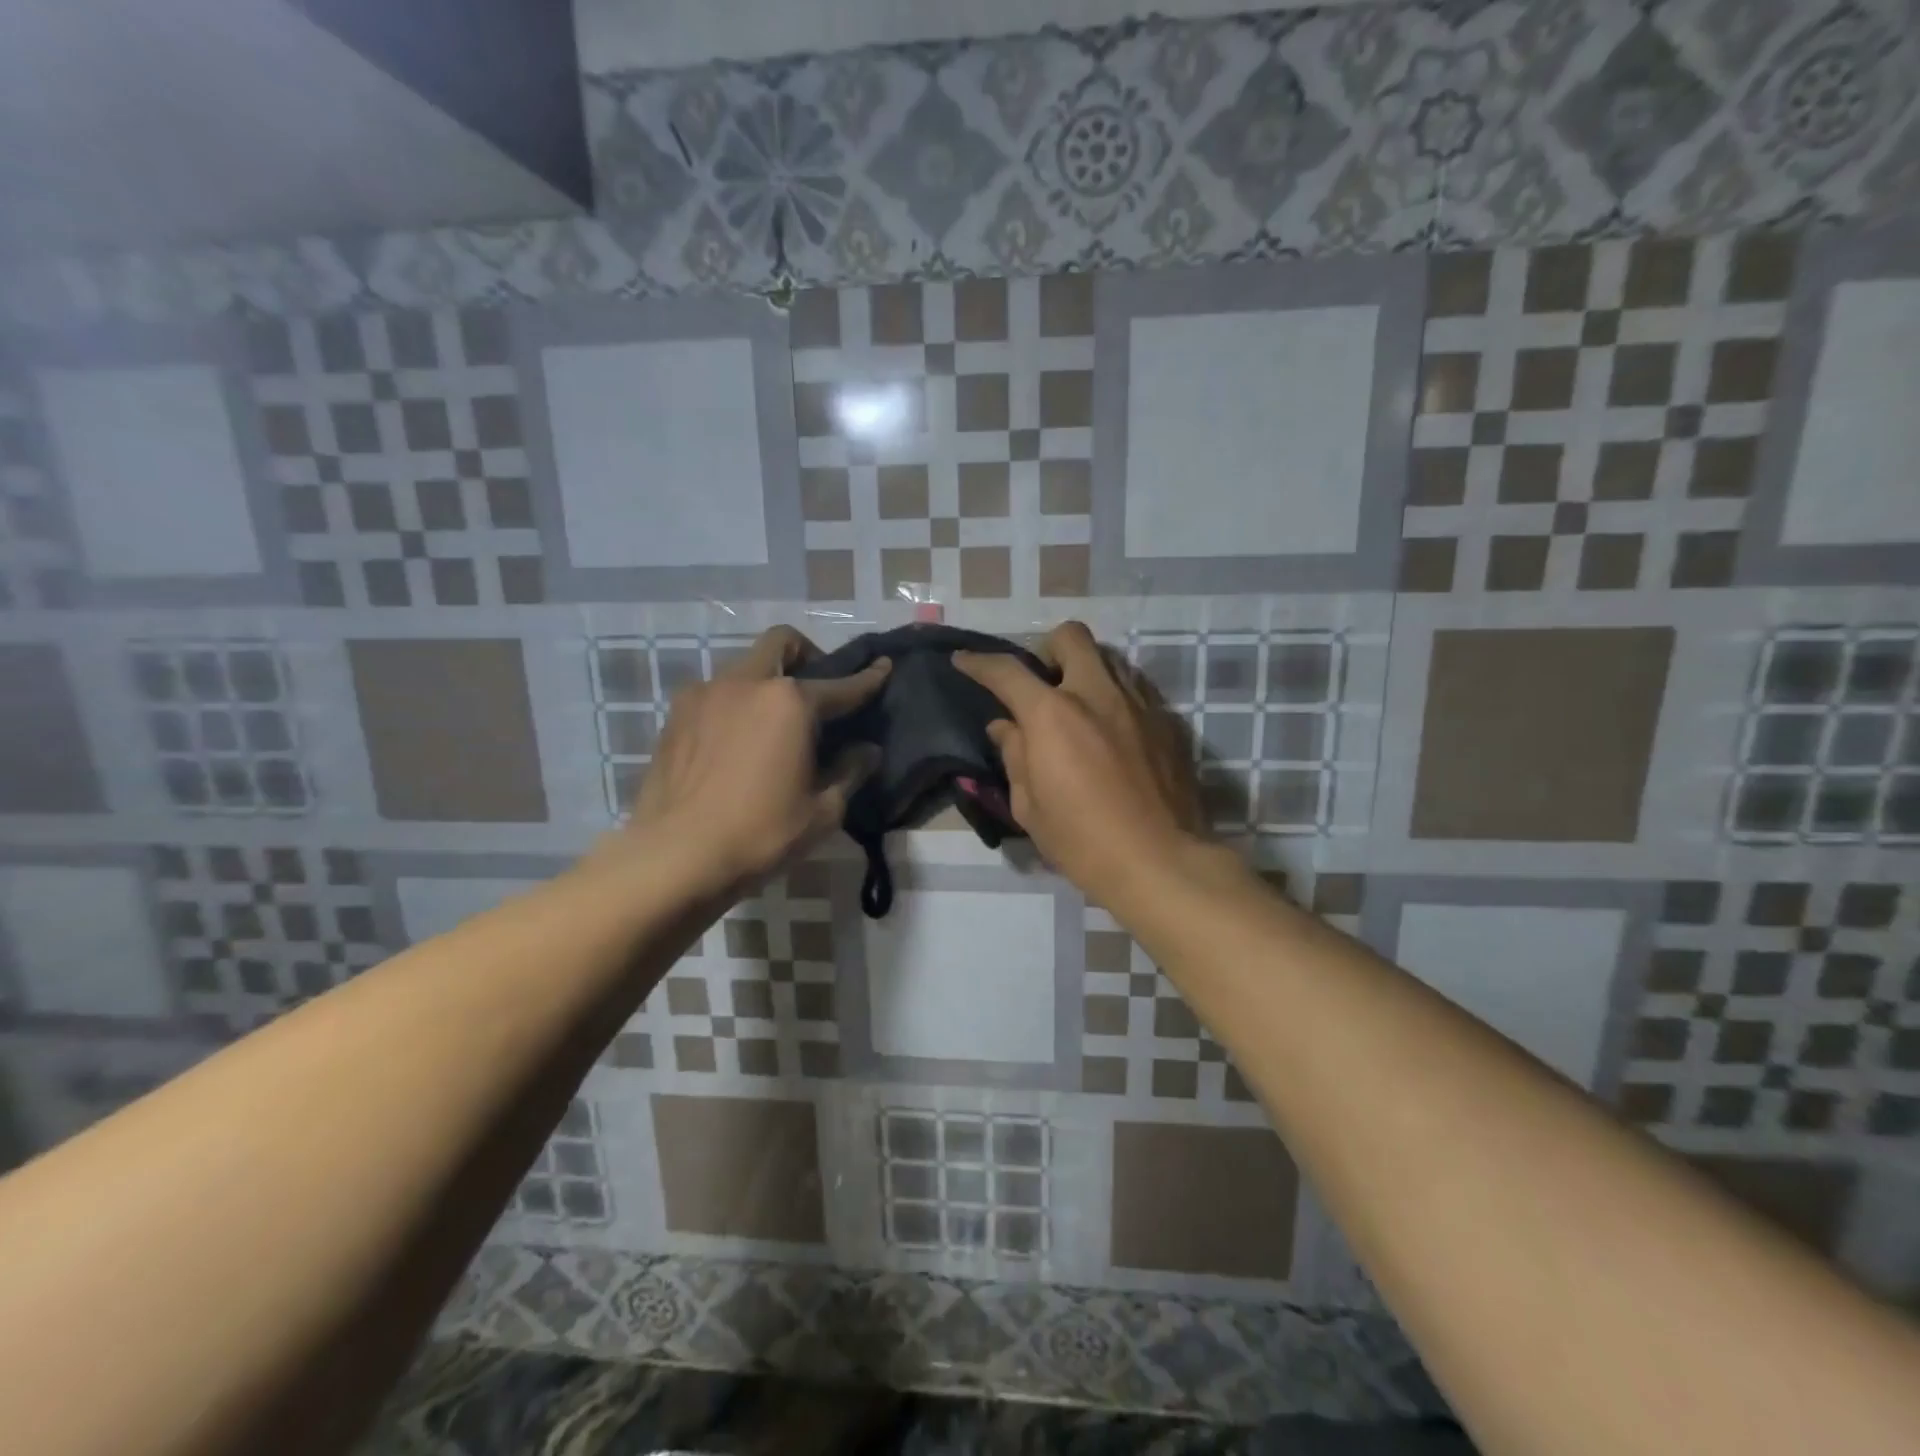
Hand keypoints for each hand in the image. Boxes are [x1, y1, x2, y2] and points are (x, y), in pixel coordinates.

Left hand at [624, 626, 889, 893]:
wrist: (675, 857)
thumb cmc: (760, 833)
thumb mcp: (822, 811)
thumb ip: (850, 772)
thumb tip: (867, 750)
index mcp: (790, 702)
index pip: (841, 685)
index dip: (868, 678)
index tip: (883, 667)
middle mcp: (746, 683)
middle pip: (781, 643)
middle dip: (807, 655)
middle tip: (816, 691)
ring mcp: (704, 695)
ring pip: (744, 666)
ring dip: (766, 680)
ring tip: (772, 722)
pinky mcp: (674, 716)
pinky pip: (714, 693)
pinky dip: (734, 703)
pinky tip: (736, 741)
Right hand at [955, 622, 1206, 906]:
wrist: (1160, 862)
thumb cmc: (1083, 841)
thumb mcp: (1030, 807)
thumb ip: (1015, 755)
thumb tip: (1006, 727)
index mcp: (1053, 714)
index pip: (1007, 671)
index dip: (979, 662)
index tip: (964, 661)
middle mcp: (1097, 693)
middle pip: (1070, 637)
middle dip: (1047, 649)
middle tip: (1041, 684)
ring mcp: (1139, 703)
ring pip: (1109, 658)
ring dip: (1086, 671)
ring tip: (1079, 707)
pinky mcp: (1168, 722)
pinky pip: (1137, 689)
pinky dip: (1116, 698)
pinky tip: (1113, 732)